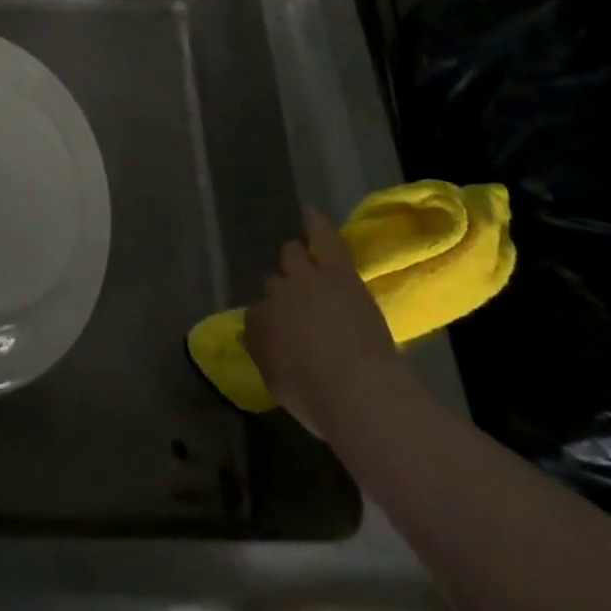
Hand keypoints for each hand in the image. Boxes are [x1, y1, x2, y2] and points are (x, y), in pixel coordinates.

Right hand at [242, 207, 402, 438]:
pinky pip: (324, 240)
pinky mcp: (338, 272)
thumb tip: (251, 333)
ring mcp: (307, 280)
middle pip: (273, 281)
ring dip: (294, 258)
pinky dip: (316, 225)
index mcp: (259, 324)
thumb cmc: (316, 398)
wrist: (358, 390)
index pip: (257, 314)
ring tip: (297, 257)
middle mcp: (275, 295)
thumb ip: (263, 353)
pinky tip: (309, 212)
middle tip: (295, 303)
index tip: (280, 333)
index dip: (269, 321)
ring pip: (292, 254)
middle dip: (280, 288)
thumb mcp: (277, 383)